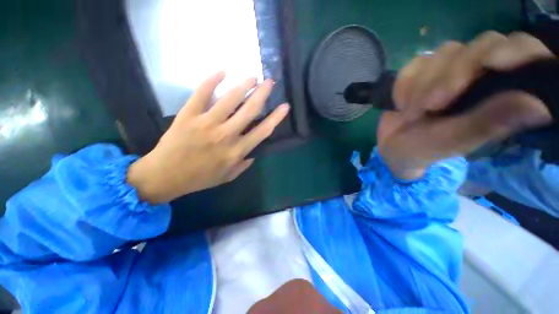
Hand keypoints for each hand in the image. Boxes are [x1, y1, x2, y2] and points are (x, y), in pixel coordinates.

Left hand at [127, 72, 289, 203]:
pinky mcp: (188, 115)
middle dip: (262, 94)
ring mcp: (206, 123)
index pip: (262, 131)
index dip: (276, 118)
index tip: (285, 106)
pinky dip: (211, 80)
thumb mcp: (227, 177)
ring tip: (252, 76)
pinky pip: (201, 93)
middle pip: (249, 110)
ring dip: (243, 85)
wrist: (164, 176)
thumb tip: (253, 152)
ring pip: (229, 99)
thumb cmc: (199, 178)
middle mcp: (226, 135)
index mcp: (236, 151)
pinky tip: (222, 71)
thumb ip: (243, 164)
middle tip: (269, 82)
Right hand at [378, 32, 553, 179]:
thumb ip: (488, 123)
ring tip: (411, 113)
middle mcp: (482, 73)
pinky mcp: (423, 69)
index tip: (494, 62)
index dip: (514, 51)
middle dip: (453, 74)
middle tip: (431, 106)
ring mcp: (450, 68)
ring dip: (423, 84)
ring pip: (446, 53)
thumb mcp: (454, 141)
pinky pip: (415, 64)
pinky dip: (404, 85)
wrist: (393, 145)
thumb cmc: (424, 149)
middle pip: (482, 45)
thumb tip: (539, 106)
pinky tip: (401, 104)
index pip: (523, 53)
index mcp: (502, 93)